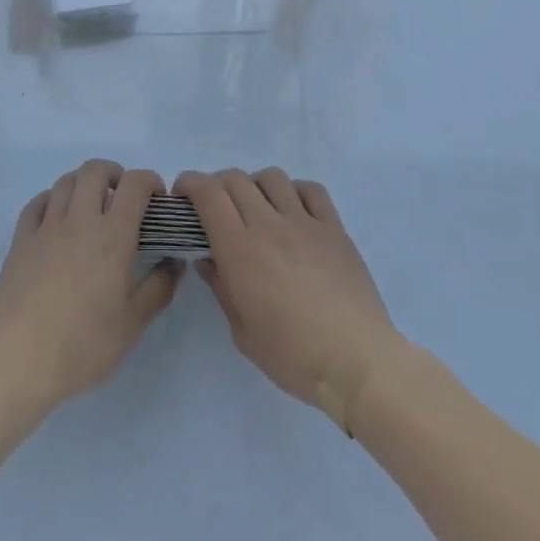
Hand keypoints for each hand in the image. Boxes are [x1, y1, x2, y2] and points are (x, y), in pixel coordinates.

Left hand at [0, 159, 182, 410]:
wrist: (20, 360)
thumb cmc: (84, 345)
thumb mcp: (133, 324)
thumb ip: (159, 287)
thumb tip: (175, 261)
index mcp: (112, 236)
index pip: (134, 184)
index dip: (149, 181)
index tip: (156, 199)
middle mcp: (79, 220)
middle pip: (95, 170)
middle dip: (114, 174)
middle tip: (122, 198)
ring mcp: (46, 226)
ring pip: (65, 181)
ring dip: (83, 184)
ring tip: (91, 207)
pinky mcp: (20, 239)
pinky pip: (37, 202)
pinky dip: (52, 199)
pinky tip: (57, 218)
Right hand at [176, 168, 400, 426]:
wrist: (357, 362)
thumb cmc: (293, 356)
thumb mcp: (242, 332)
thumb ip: (222, 288)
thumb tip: (207, 259)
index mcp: (240, 249)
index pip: (208, 193)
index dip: (190, 183)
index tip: (182, 194)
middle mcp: (269, 225)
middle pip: (235, 179)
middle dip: (216, 184)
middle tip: (214, 206)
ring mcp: (305, 222)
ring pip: (272, 177)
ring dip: (255, 185)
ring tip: (256, 207)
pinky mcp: (334, 228)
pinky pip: (312, 190)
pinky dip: (295, 191)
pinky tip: (293, 211)